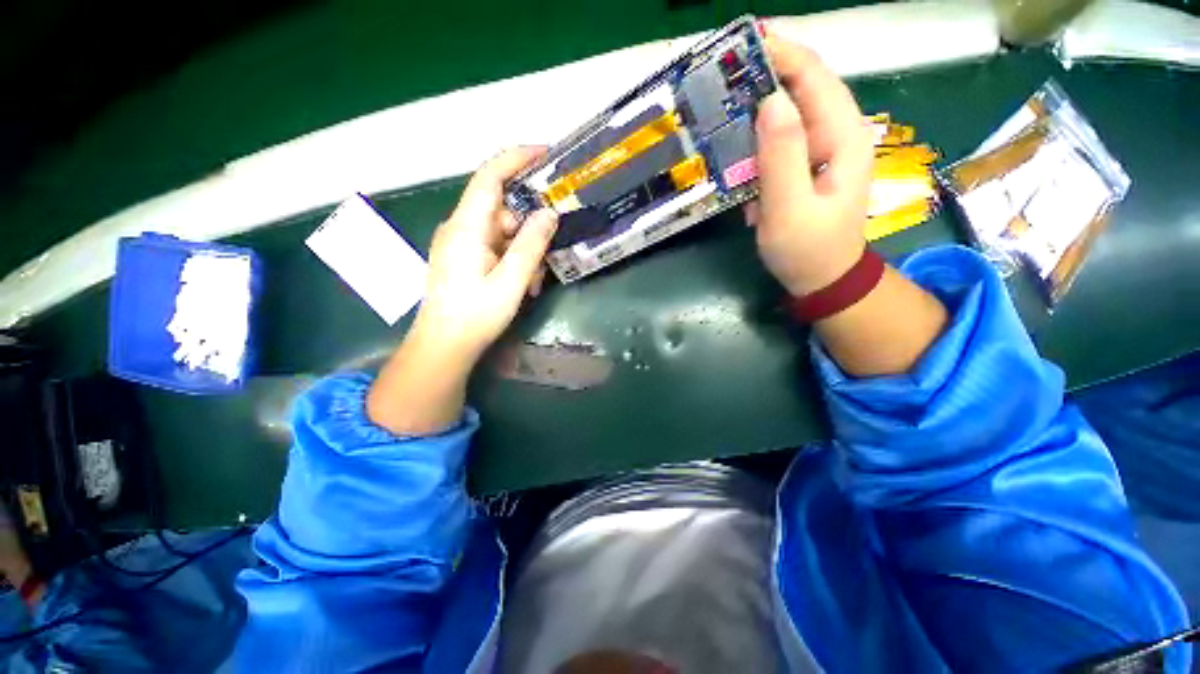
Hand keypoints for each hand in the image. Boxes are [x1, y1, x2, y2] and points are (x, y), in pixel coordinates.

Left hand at [368, 147, 557, 435]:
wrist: (444, 345)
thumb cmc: (476, 315)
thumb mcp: (511, 280)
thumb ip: (531, 244)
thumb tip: (550, 213)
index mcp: (466, 227)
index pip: (490, 177)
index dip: (517, 159)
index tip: (546, 154)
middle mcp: (460, 228)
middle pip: (502, 209)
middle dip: (530, 228)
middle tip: (550, 253)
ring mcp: (461, 243)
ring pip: (503, 232)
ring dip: (525, 251)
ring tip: (535, 283)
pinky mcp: (464, 258)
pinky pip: (495, 247)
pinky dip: (513, 260)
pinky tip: (523, 284)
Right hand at [750, 28, 874, 297]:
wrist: (823, 278)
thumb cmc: (807, 249)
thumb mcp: (789, 208)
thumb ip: (782, 156)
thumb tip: (769, 101)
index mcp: (842, 135)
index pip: (813, 75)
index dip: (780, 53)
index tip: (739, 45)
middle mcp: (837, 132)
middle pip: (801, 86)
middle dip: (763, 74)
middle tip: (721, 75)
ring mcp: (822, 148)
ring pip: (789, 111)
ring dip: (756, 105)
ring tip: (723, 103)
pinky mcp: (807, 164)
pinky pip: (781, 138)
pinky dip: (757, 137)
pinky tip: (737, 145)